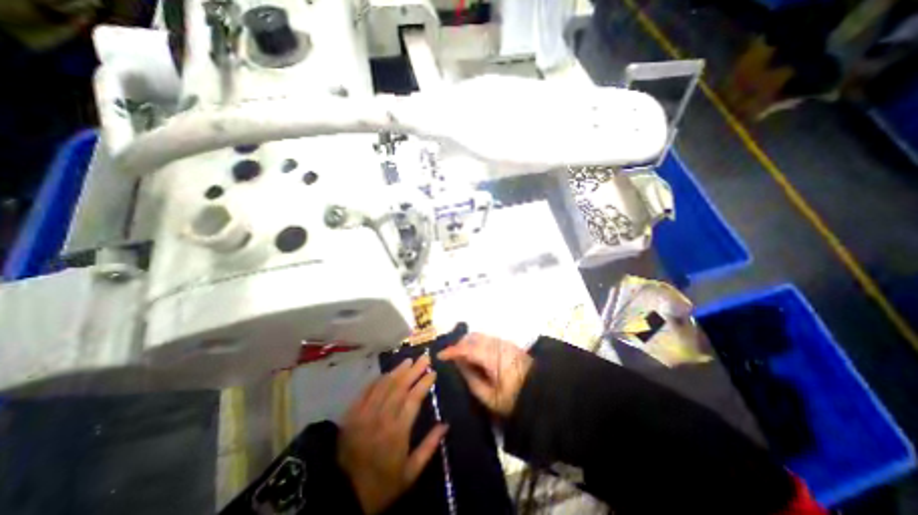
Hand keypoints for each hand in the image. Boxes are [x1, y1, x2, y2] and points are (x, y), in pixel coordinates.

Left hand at [339, 357, 450, 513]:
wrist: (343, 497)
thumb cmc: (382, 486)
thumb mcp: (410, 473)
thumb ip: (429, 447)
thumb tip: (445, 425)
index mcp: (397, 431)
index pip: (414, 398)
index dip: (424, 383)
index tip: (433, 372)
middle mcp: (382, 417)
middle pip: (400, 386)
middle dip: (414, 370)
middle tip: (424, 357)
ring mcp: (365, 413)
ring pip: (384, 385)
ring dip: (397, 370)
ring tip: (409, 360)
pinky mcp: (352, 414)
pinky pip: (367, 390)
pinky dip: (378, 379)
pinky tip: (386, 373)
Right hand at [436, 335, 531, 418]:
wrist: (541, 392)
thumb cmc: (515, 398)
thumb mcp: (490, 397)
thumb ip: (471, 379)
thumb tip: (458, 365)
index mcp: (492, 357)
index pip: (467, 349)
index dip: (452, 351)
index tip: (439, 356)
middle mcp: (497, 344)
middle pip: (472, 337)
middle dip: (458, 344)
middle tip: (449, 357)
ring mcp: (503, 342)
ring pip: (479, 336)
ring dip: (467, 343)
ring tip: (459, 356)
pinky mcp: (507, 344)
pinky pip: (486, 338)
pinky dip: (476, 343)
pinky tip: (473, 354)